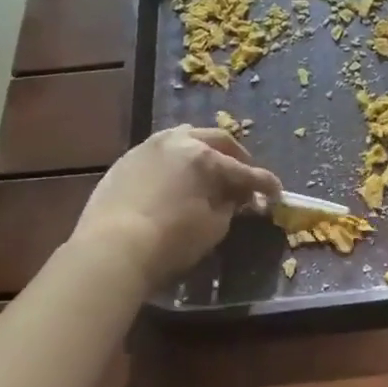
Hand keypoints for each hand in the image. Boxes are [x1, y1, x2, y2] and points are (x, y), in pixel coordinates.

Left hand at [70, 126, 281, 288]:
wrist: (111, 249)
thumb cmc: (170, 241)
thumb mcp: (213, 227)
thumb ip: (229, 205)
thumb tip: (235, 196)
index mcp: (204, 157)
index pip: (244, 171)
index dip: (265, 183)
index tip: (277, 193)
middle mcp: (177, 141)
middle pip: (216, 140)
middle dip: (236, 157)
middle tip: (245, 175)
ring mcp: (148, 147)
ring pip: (184, 137)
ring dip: (204, 150)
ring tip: (211, 169)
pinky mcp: (126, 160)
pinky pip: (161, 151)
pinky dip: (178, 160)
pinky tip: (179, 177)